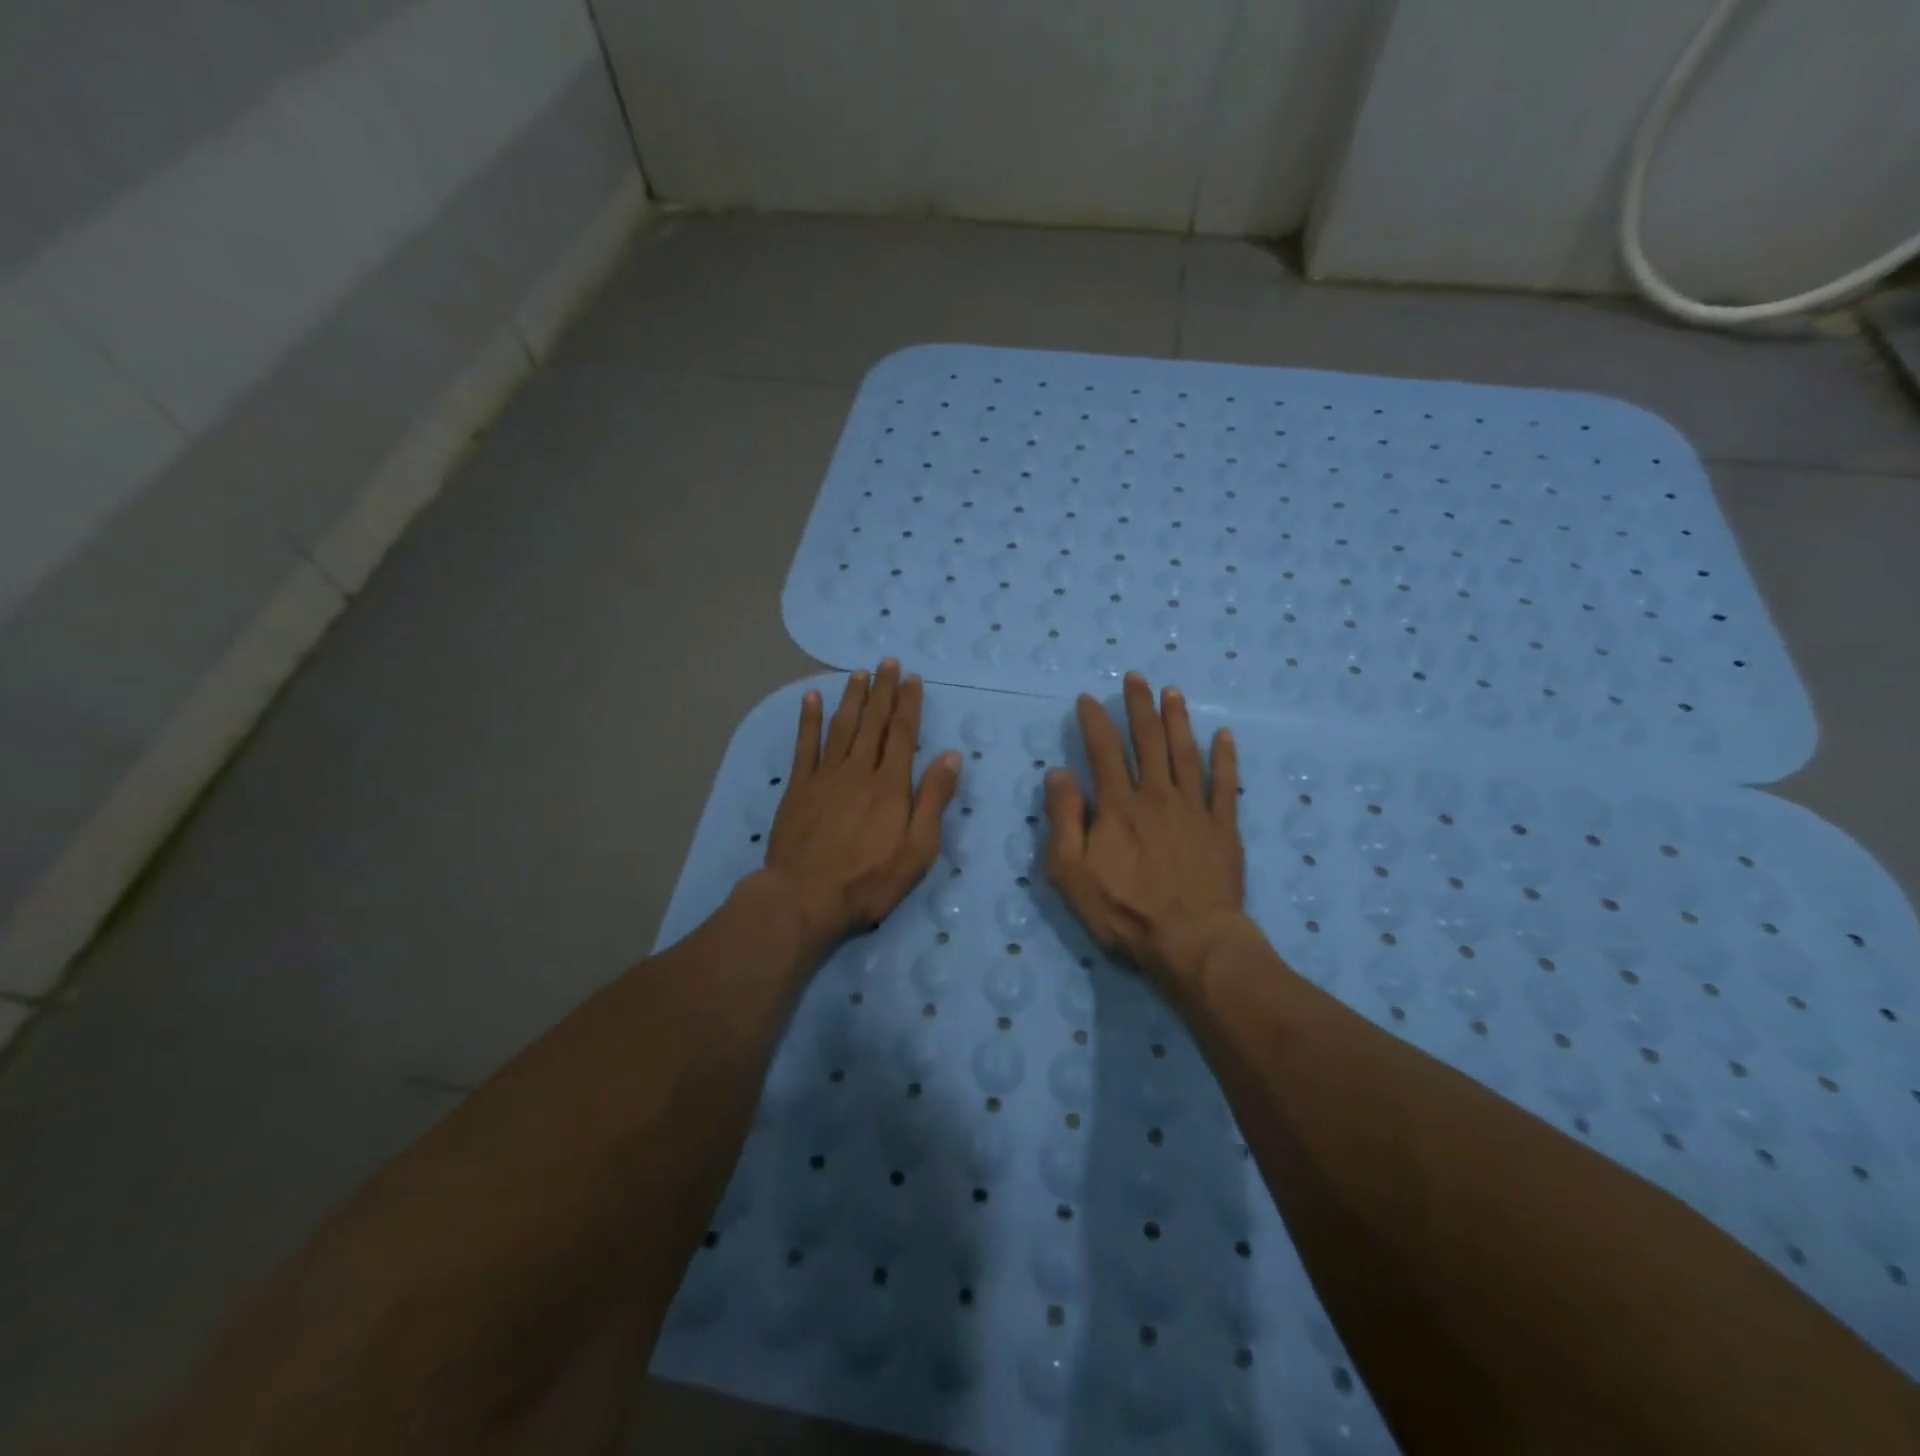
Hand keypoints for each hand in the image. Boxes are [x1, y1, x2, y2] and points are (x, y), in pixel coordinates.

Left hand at [758, 660, 961, 955]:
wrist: (804, 897)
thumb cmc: (869, 880)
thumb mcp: (917, 849)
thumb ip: (933, 799)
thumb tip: (951, 756)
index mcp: (890, 785)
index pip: (903, 734)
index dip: (909, 704)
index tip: (912, 679)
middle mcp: (859, 771)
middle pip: (873, 723)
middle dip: (883, 691)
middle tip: (887, 663)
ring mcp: (825, 776)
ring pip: (841, 727)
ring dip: (852, 698)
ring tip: (859, 673)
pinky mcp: (798, 788)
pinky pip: (805, 745)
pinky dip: (809, 720)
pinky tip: (812, 698)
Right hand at [1044, 672, 1247, 991]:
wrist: (1191, 941)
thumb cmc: (1124, 911)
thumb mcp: (1071, 873)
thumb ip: (1063, 820)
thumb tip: (1058, 773)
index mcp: (1118, 806)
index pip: (1103, 751)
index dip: (1095, 721)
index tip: (1089, 698)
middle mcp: (1156, 796)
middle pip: (1148, 741)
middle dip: (1140, 706)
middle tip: (1137, 677)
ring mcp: (1194, 809)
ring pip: (1185, 753)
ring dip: (1178, 720)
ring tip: (1172, 692)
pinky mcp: (1223, 828)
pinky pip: (1226, 785)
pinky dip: (1225, 758)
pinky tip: (1224, 735)